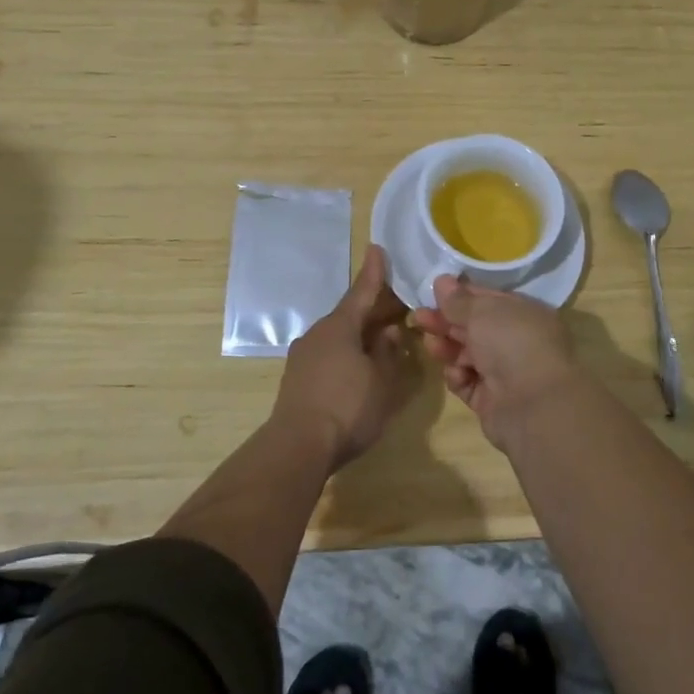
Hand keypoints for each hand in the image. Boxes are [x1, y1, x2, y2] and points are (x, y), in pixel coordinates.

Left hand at [273, 245, 416, 469]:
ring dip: (359, 333)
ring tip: (381, 336)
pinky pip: (328, 353)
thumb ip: (387, 353)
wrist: (298, 446)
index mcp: (340, 327)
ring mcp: (303, 356)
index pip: (361, 292)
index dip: (373, 272)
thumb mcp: (381, 381)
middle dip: (372, 309)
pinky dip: (346, 351)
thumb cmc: (348, 407)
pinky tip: (358, 364)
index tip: (376, 248)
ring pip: (338, 335)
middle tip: (397, 304)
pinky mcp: (297, 378)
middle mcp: (318, 334)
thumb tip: (388, 331)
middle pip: (349, 314)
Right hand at [412, 277, 581, 448]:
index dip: (461, 295)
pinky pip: (467, 382)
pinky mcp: (491, 401)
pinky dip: (458, 376)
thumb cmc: (512, 343)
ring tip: (431, 344)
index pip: (488, 300)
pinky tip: (456, 373)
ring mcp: (505, 373)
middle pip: (474, 327)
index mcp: (525, 314)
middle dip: (446, 321)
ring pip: (467, 355)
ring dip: (447, 347)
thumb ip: (458, 300)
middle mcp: (517, 342)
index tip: (433, 291)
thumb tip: (442, 280)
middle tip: (418, 317)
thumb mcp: (483, 312)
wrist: (533, 406)